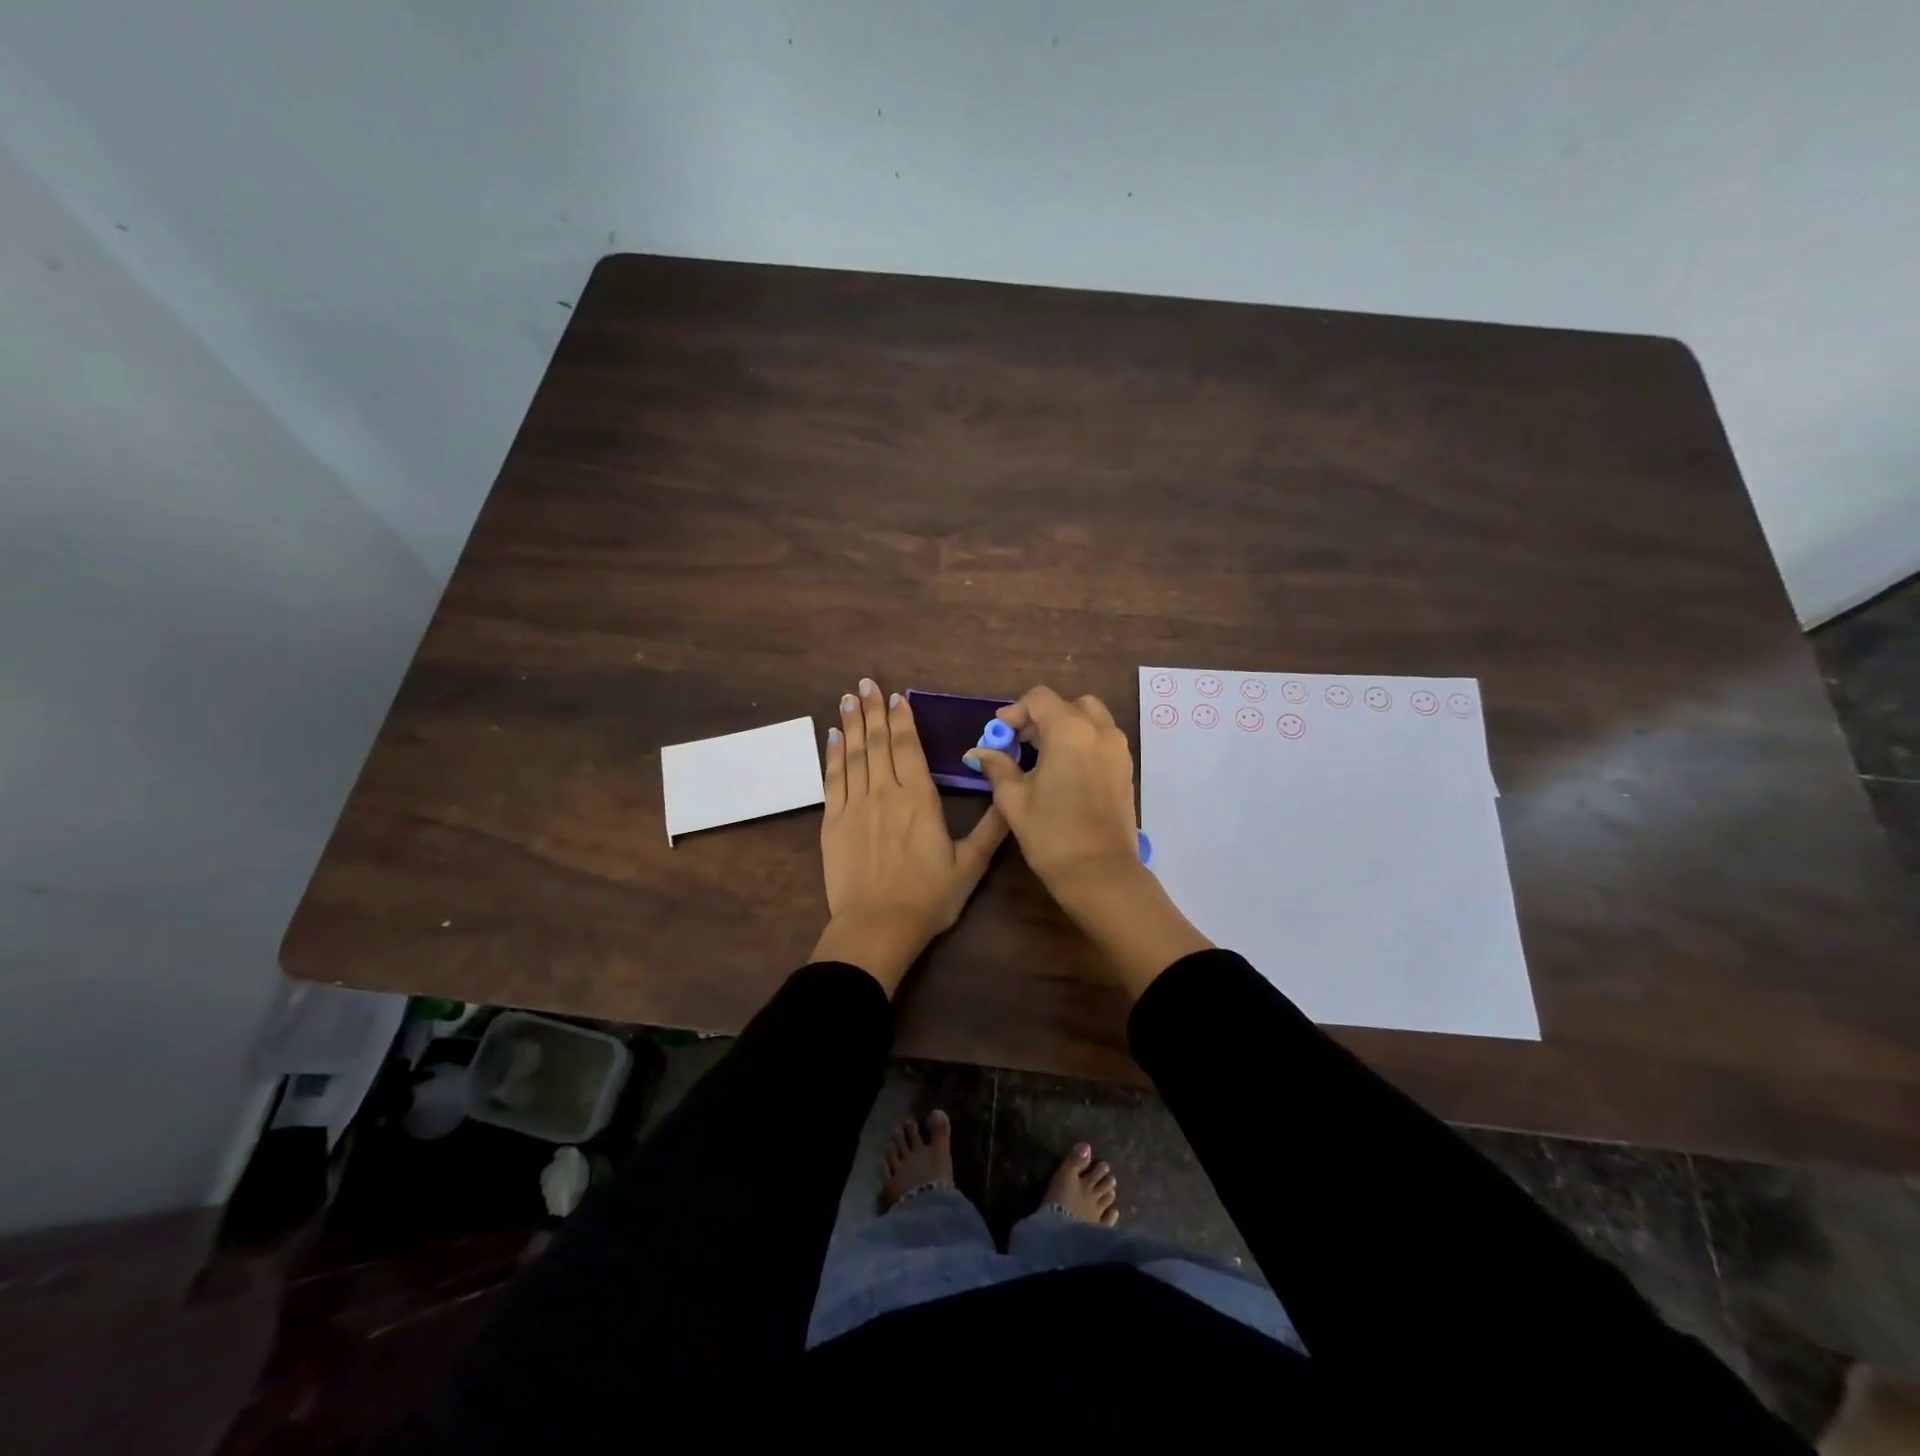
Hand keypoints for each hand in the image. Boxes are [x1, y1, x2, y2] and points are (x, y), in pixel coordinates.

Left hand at [813, 677, 1008, 992]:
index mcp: (919, 799)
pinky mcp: (832, 822)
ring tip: (847, 698)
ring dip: (852, 724)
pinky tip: (833, 737)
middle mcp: (885, 792)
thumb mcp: (970, 865)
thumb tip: (1012, 795)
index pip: (909, 747)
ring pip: (854, 754)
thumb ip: (992, 828)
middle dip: (873, 710)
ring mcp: (855, 805)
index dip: (902, 719)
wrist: (877, 927)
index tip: (895, 696)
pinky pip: (832, 779)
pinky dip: (833, 755)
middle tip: (865, 682)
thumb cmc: (929, 898)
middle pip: (879, 742)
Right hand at [966, 685, 1209, 996]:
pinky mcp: (1125, 769)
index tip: (1000, 734)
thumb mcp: (1014, 799)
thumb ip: (997, 767)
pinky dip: (1081, 742)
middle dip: (1041, 717)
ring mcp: (1118, 749)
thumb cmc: (1052, 834)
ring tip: (1040, 758)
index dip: (1015, 711)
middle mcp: (1100, 730)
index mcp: (1070, 730)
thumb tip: (978, 751)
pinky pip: (1101, 739)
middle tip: (1020, 743)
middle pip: (1068, 704)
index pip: (1040, 699)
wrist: (1100, 873)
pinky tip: (1062, 771)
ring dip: (1064, 728)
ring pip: (1090, 719)